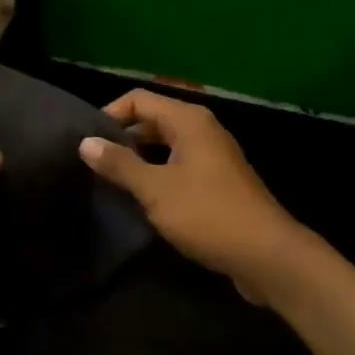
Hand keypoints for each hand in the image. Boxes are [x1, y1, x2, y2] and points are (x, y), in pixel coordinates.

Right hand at [79, 89, 301, 302]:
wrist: (268, 256)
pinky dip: (159, 173)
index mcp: (188, 120)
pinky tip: (144, 198)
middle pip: (153, 119)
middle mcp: (203, 129)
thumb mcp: (156, 190)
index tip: (88, 141)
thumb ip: (119, 164)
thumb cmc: (208, 214)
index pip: (139, 98)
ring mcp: (214, 156)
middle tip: (95, 161)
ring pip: (167, 145)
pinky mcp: (219, 182)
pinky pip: (180, 165)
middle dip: (124, 136)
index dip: (110, 114)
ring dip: (140, 157)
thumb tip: (85, 142)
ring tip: (113, 179)